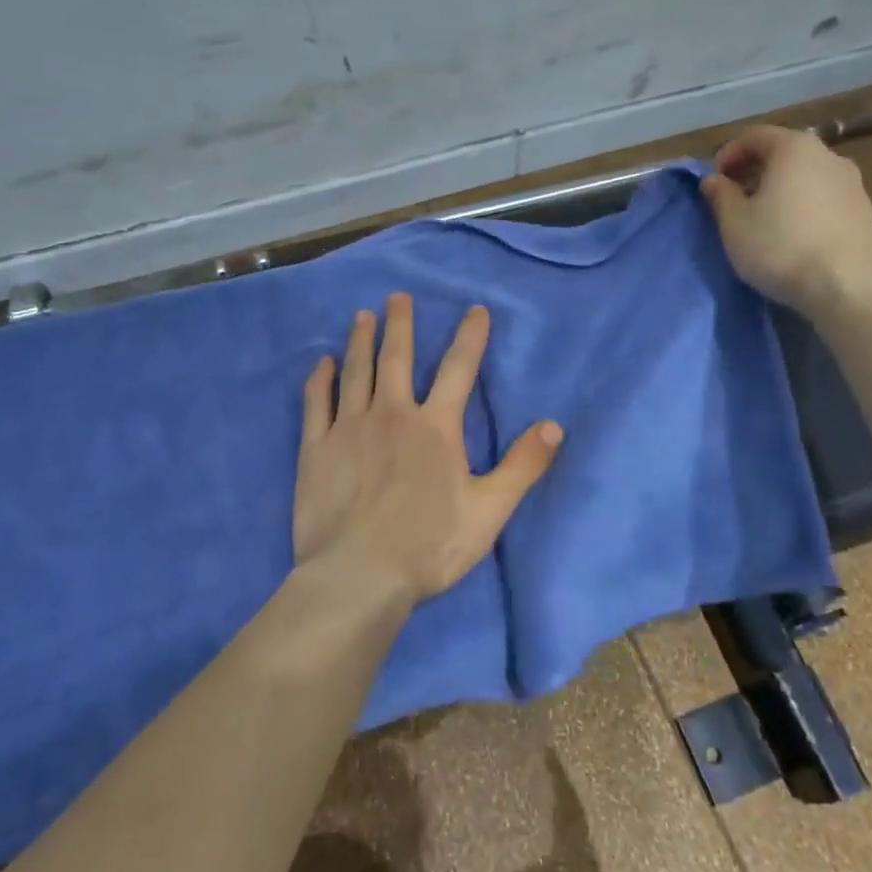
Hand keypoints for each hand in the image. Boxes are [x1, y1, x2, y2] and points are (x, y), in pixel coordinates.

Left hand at [293, 293, 562, 601]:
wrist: (360, 576)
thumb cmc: (429, 545)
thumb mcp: (489, 510)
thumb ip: (523, 466)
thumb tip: (555, 425)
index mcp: (436, 427)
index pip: (459, 369)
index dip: (470, 336)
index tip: (475, 309)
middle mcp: (392, 414)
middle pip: (397, 358)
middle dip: (400, 324)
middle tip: (398, 295)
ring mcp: (349, 428)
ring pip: (356, 372)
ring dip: (360, 341)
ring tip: (362, 316)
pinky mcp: (316, 449)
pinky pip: (316, 403)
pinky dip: (319, 380)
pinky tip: (321, 363)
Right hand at [699, 126, 871, 319]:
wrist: (848, 286)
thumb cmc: (781, 247)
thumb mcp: (735, 223)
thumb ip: (720, 195)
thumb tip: (713, 180)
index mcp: (794, 148)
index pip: (754, 136)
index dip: (727, 154)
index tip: (714, 182)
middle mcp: (828, 155)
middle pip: (782, 153)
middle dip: (754, 171)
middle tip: (734, 200)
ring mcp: (852, 182)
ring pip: (805, 175)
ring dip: (780, 188)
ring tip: (763, 219)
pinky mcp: (865, 210)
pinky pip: (824, 196)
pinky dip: (803, 204)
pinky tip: (792, 234)